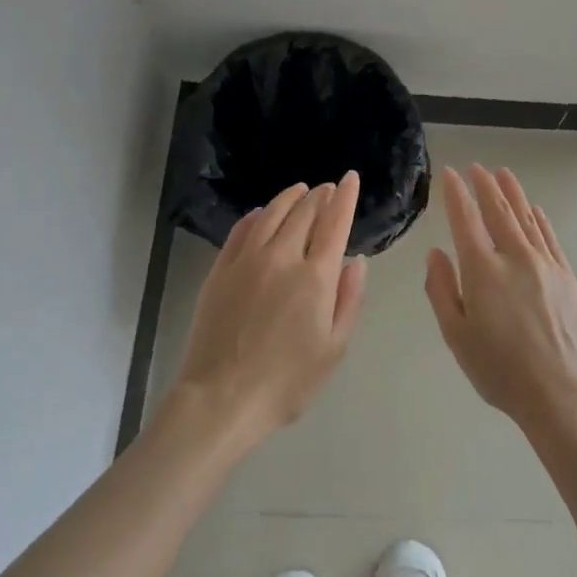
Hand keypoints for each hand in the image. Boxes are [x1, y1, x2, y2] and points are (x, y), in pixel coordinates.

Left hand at [174, 172, 368, 442]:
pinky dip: (256, 216)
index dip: (345, 197)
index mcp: (315, 277)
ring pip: (271, 215)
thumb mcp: (334, 348)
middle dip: (320, 195)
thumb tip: (355, 260)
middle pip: (304, 212)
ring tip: (300, 190)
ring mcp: (246, 261)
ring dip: (289, 198)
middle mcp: (282, 257)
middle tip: (328, 188)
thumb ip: (349, 299)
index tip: (351, 178)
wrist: (222, 397)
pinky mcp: (220, 271)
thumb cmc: (287, 381)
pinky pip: (241, 231)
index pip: (334, 222)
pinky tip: (261, 214)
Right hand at [424, 165, 576, 432]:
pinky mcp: (567, 277)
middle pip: (498, 211)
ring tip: (503, 174)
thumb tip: (436, 253)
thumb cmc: (499, 370)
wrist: (560, 393)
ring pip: (526, 218)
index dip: (456, 194)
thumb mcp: (456, 335)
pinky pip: (550, 237)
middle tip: (476, 167)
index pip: (465, 220)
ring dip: (513, 194)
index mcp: (483, 271)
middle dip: (485, 186)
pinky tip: (534, 209)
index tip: (450, 174)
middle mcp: (515, 257)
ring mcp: (546, 264)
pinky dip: (539, 219)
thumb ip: (442, 290)